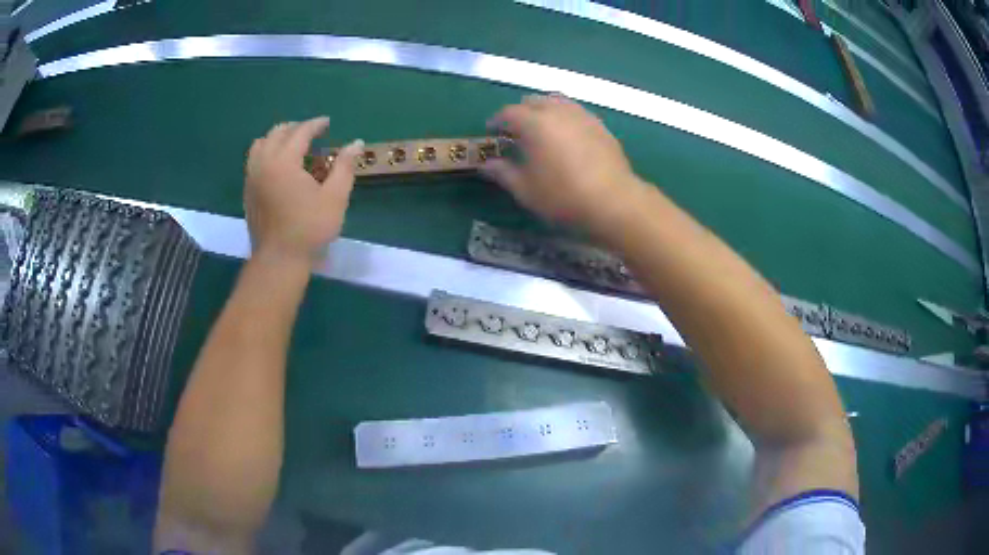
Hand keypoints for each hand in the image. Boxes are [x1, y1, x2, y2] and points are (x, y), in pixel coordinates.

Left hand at [244, 117, 362, 263]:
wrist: (279, 260)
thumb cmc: (309, 229)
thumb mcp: (335, 197)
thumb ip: (345, 166)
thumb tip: (357, 143)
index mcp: (284, 161)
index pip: (300, 132)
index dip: (315, 125)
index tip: (327, 123)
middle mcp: (263, 163)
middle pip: (277, 133)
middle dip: (295, 128)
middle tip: (311, 133)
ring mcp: (252, 178)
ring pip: (260, 144)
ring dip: (277, 138)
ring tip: (291, 145)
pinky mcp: (247, 191)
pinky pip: (254, 160)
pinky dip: (267, 152)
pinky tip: (278, 165)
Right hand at [481, 94, 645, 231]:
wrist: (613, 201)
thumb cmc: (562, 196)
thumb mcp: (525, 190)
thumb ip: (502, 173)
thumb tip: (486, 165)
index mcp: (535, 122)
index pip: (508, 113)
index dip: (497, 121)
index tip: (492, 131)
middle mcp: (558, 111)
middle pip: (534, 101)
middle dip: (521, 112)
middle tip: (516, 131)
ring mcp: (583, 116)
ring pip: (558, 102)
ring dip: (545, 110)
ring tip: (542, 129)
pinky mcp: (601, 126)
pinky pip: (576, 112)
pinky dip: (565, 118)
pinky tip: (567, 137)